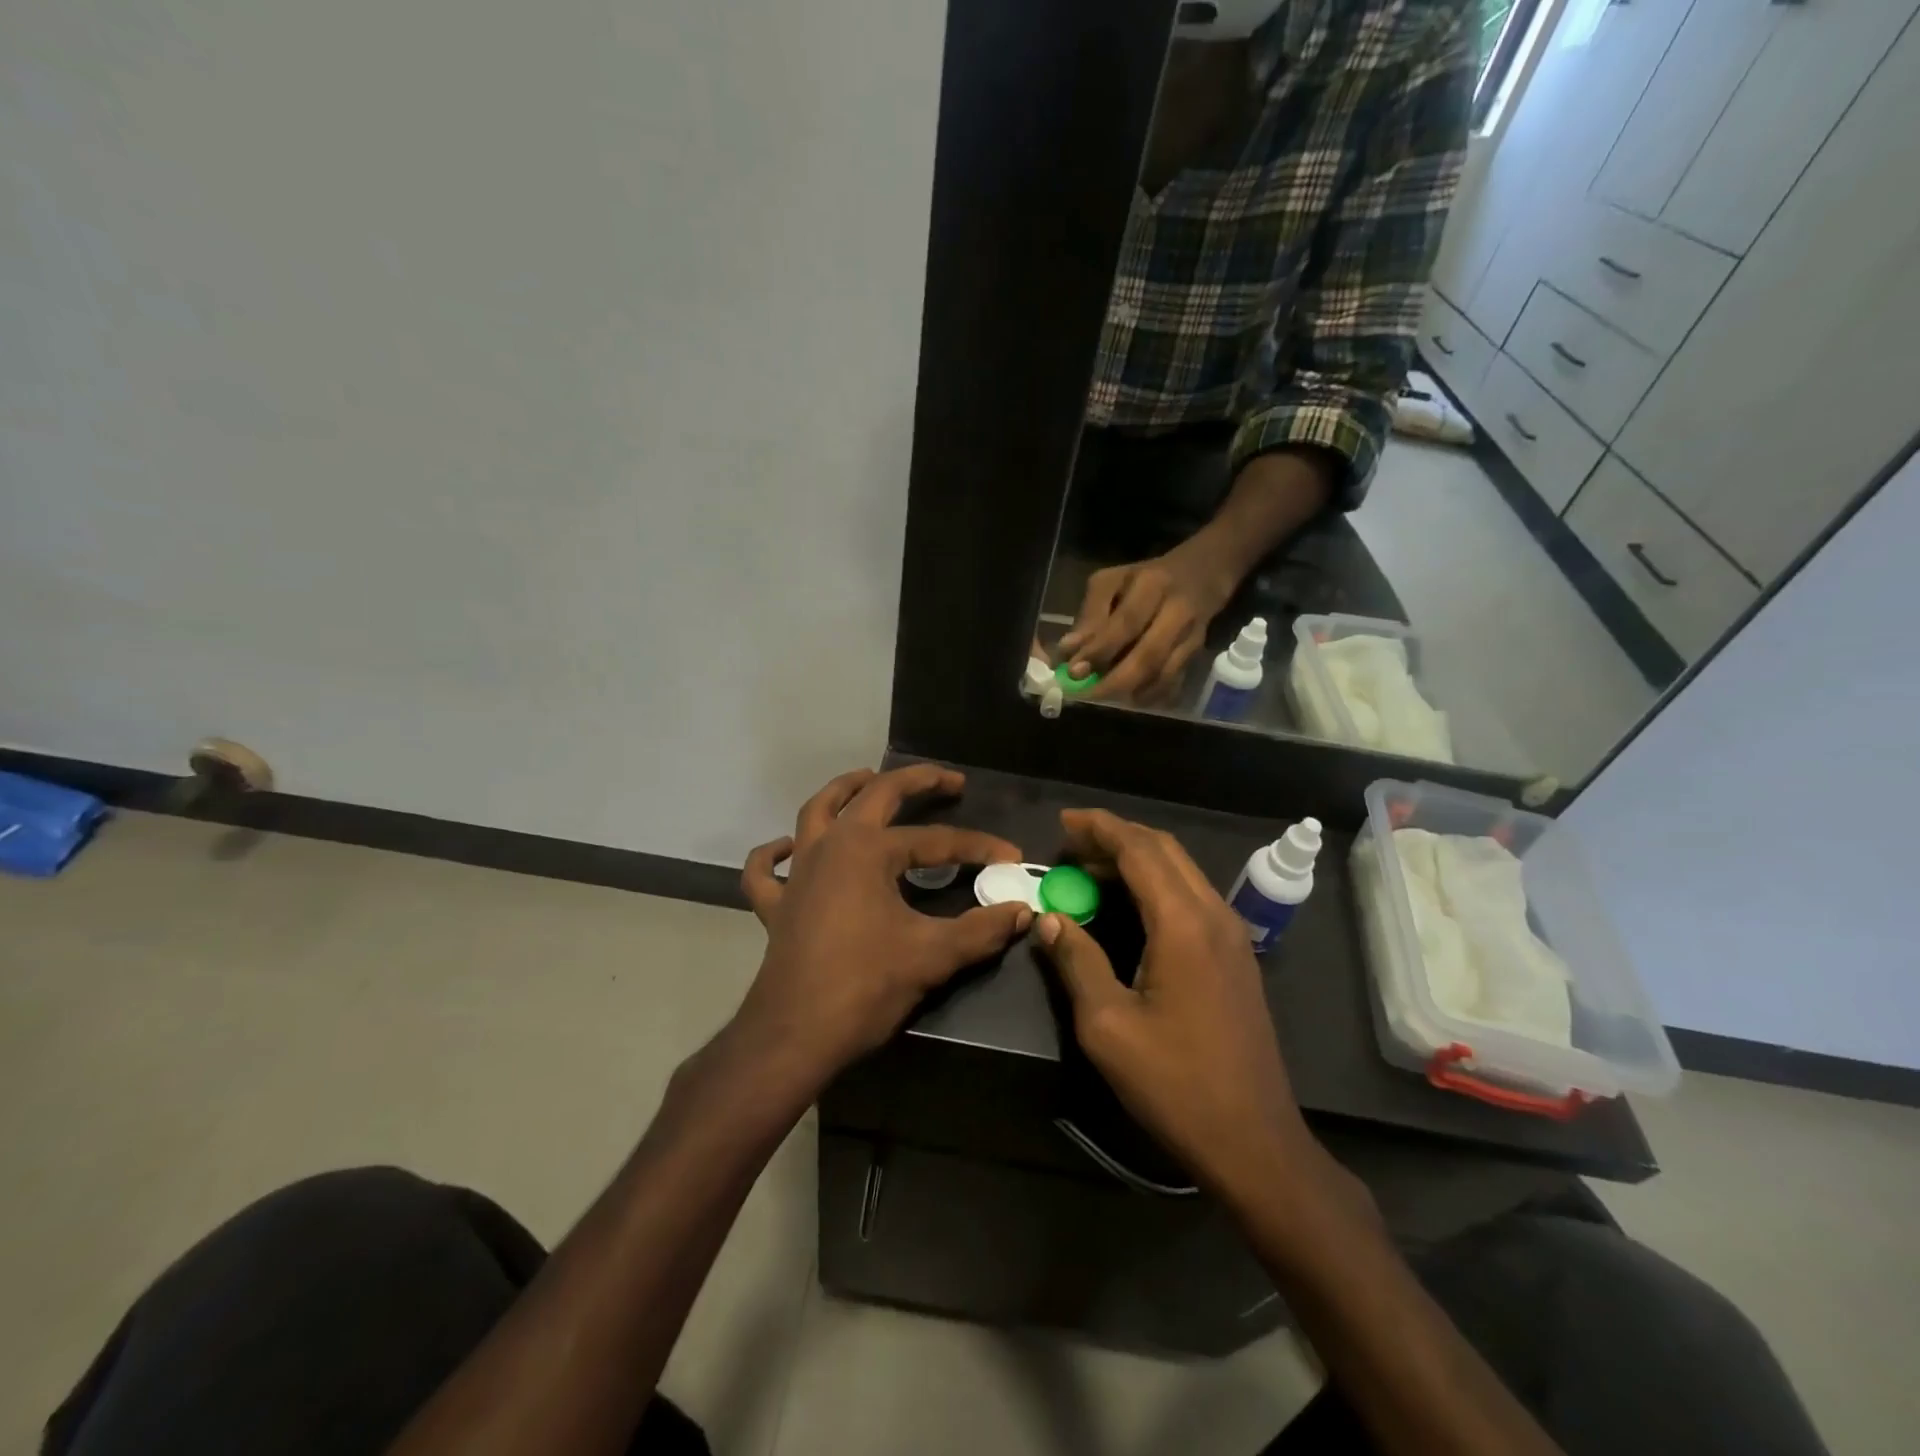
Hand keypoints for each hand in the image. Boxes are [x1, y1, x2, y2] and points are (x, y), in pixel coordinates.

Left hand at [737, 765, 1032, 1087]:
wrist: (795, 1036)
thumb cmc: (864, 987)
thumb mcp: (932, 955)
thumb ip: (982, 929)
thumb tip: (1023, 911)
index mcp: (867, 850)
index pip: (936, 840)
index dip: (977, 847)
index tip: (1010, 857)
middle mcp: (829, 846)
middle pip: (874, 796)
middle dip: (915, 782)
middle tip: (948, 780)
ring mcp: (797, 873)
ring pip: (815, 812)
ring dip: (843, 791)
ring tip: (867, 779)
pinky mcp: (776, 905)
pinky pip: (765, 870)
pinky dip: (774, 854)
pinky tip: (787, 848)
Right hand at [1030, 808, 1309, 1194]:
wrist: (1254, 1141)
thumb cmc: (1175, 1084)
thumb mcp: (1108, 1026)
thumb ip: (1076, 962)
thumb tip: (1050, 919)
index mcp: (1183, 924)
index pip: (1139, 850)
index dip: (1099, 828)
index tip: (1063, 821)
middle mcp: (1213, 915)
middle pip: (1164, 849)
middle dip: (1116, 836)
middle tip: (1070, 842)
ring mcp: (1231, 935)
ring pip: (1181, 870)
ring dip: (1137, 859)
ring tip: (1089, 868)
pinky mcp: (1236, 956)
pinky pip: (1191, 896)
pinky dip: (1156, 883)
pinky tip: (1129, 904)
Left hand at [1057, 540, 1236, 702]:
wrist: (1201, 574)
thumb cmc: (1144, 579)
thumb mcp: (1111, 582)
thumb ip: (1090, 614)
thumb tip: (1068, 651)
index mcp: (1152, 585)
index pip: (1126, 623)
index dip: (1099, 650)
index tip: (1073, 671)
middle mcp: (1178, 611)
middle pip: (1149, 656)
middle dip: (1114, 682)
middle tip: (1087, 694)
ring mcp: (1192, 636)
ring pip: (1163, 675)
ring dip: (1131, 692)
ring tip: (1104, 697)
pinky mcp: (1197, 656)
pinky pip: (1174, 684)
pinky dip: (1150, 696)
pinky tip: (1130, 697)